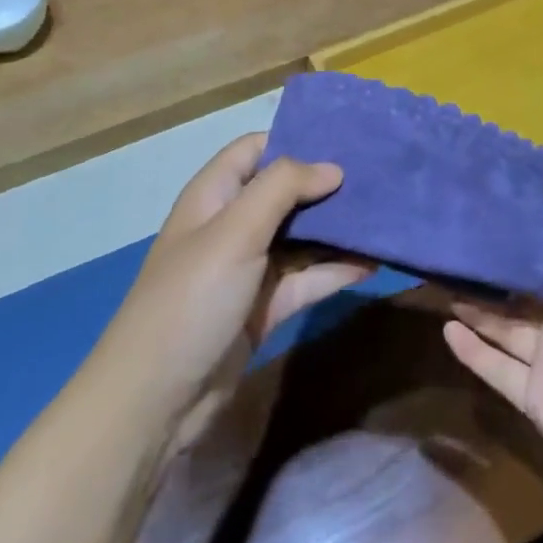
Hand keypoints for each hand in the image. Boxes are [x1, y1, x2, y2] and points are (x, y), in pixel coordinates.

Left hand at [98, 133, 371, 454]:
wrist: (156, 403)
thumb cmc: (191, 299)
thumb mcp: (235, 231)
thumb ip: (283, 188)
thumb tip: (333, 168)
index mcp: (215, 196)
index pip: (255, 149)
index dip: (295, 139)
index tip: (344, 139)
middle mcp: (232, 225)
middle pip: (286, 192)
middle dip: (327, 185)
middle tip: (379, 176)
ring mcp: (249, 268)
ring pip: (302, 236)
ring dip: (338, 229)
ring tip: (386, 216)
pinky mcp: (264, 307)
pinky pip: (307, 278)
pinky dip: (336, 270)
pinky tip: (373, 262)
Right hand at [443, 165, 542, 523]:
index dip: (518, 237)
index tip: (481, 212)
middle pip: (517, 289)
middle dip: (488, 270)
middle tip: (446, 245)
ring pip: (502, 326)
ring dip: (474, 305)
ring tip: (438, 279)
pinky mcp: (536, 399)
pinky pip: (497, 369)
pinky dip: (472, 351)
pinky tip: (446, 328)